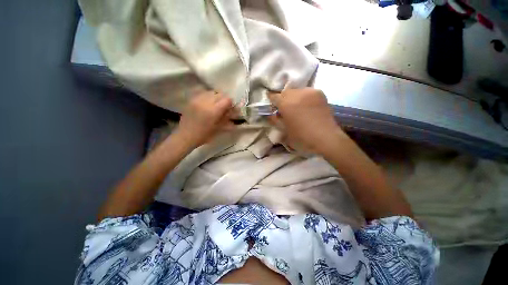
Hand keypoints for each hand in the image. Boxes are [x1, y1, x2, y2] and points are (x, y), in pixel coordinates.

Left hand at [174, 91, 233, 148]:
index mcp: (213, 111)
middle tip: (224, 107)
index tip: (231, 109)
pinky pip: (203, 94)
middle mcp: (206, 102)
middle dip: (224, 100)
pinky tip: (207, 104)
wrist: (185, 136)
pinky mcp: (191, 100)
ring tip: (215, 105)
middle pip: (220, 94)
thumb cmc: (204, 135)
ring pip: (211, 92)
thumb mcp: (218, 129)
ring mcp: (197, 100)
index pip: (227, 100)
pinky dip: (208, 97)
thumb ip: (227, 119)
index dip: (231, 103)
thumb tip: (235, 112)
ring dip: (216, 97)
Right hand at [268, 88, 345, 153]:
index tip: (272, 104)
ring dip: (293, 97)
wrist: (325, 137)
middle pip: (285, 92)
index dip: (271, 100)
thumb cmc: (301, 137)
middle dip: (283, 99)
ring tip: (296, 107)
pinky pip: (307, 92)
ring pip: (296, 91)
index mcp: (286, 103)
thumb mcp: (284, 130)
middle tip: (284, 108)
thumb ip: (275, 120)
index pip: (274, 96)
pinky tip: (306, 106)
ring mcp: (309, 92)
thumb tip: (270, 115)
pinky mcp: (319, 93)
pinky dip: (304, 97)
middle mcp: (297, 93)